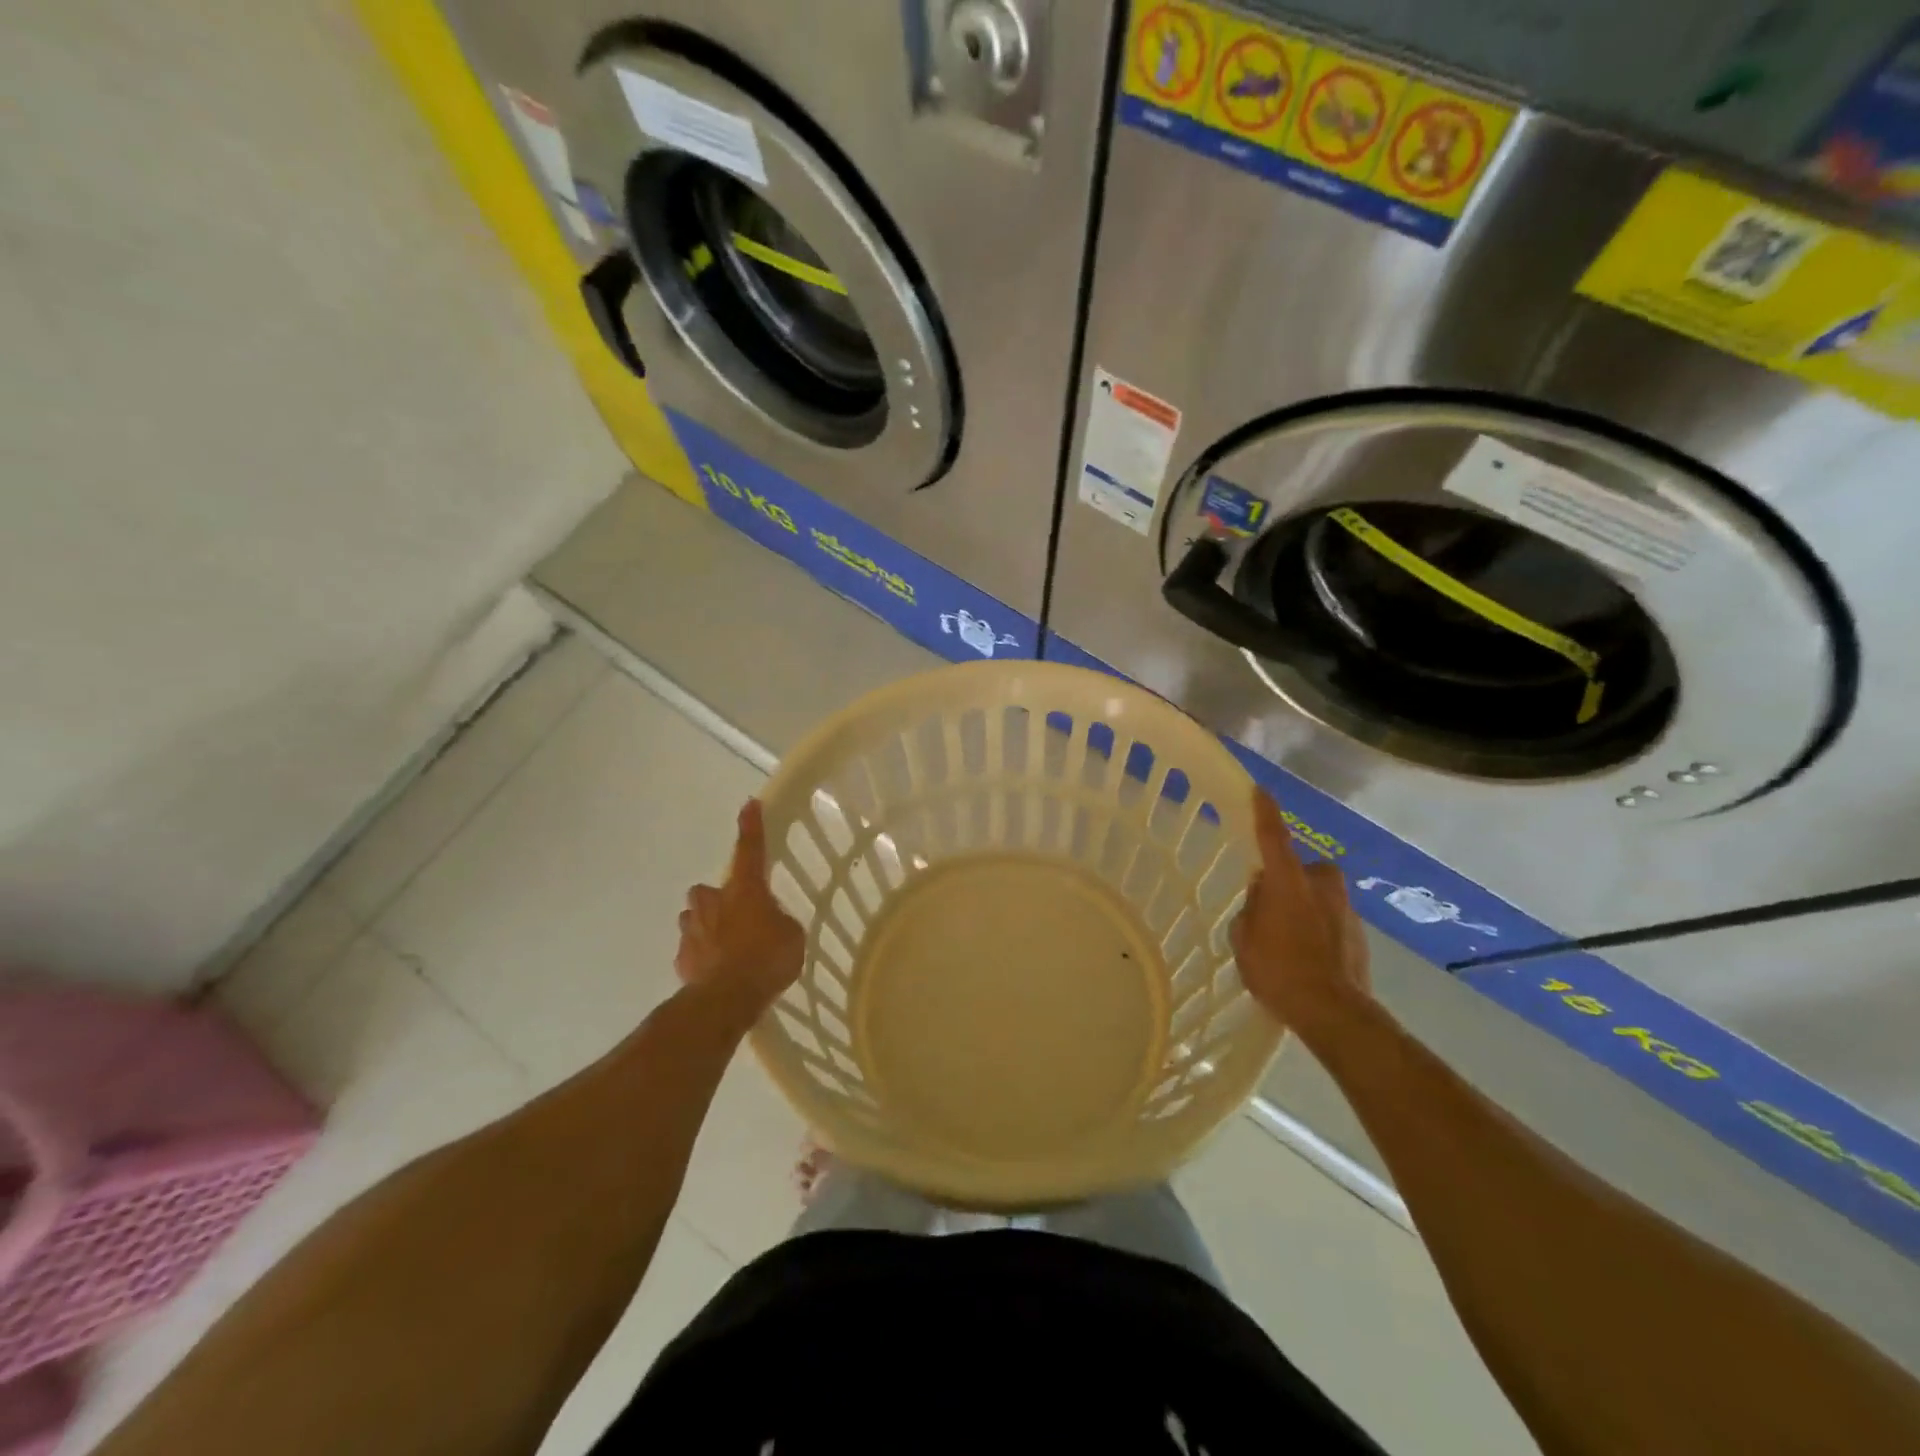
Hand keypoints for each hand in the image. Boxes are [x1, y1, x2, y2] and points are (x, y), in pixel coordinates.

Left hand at [675, 801, 804, 1025]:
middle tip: (739, 917)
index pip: (750, 849)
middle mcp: (712, 902)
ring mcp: (691, 929)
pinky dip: (702, 955)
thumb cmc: (766, 959)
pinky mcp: (681, 958)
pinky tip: (717, 972)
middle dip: (719, 899)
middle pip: (709, 890)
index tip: (749, 804)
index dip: (751, 827)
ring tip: (727, 948)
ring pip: (695, 917)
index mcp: (744, 890)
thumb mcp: (792, 936)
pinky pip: (692, 948)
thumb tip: (769, 924)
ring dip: (708, 926)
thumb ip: (779, 922)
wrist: (726, 999)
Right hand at [1231, 789, 1371, 1034]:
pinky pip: (1333, 920)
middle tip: (1273, 903)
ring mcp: (1345, 910)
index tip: (1260, 790)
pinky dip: (1321, 929)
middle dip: (1291, 879)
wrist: (1334, 1013)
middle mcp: (1320, 886)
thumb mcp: (1243, 940)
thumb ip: (1250, 910)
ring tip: (1290, 938)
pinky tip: (1309, 957)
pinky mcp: (1360, 934)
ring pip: (1321, 895)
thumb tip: (1262, 897)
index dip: (1265, 813)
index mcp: (1287, 882)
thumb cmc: (1278, 971)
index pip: (1273, 837)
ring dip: (1307, 906)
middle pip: (1304, 869)